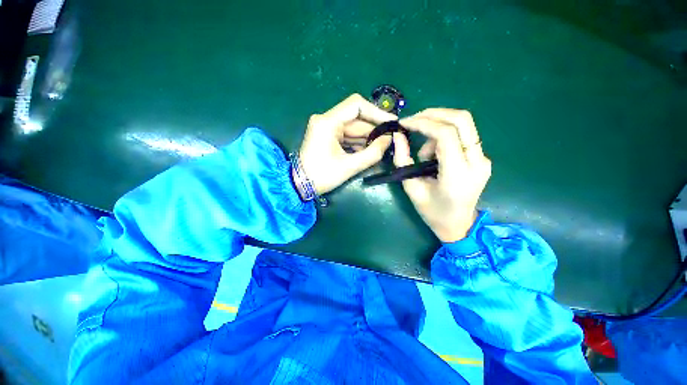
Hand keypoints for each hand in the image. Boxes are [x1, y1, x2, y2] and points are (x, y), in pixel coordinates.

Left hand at [299, 94, 396, 194]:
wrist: (300, 185)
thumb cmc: (321, 176)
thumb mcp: (349, 166)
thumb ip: (372, 153)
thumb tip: (389, 139)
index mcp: (328, 122)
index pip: (356, 105)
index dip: (376, 112)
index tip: (392, 122)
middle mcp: (326, 120)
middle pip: (356, 119)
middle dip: (374, 130)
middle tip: (391, 140)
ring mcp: (326, 128)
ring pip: (353, 128)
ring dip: (368, 138)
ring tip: (383, 147)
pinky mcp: (328, 136)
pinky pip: (347, 135)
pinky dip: (359, 143)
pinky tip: (369, 151)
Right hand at [393, 109, 491, 242]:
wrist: (459, 225)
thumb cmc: (432, 212)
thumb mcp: (412, 188)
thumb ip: (403, 160)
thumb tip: (398, 136)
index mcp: (458, 174)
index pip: (445, 134)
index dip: (423, 123)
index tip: (404, 123)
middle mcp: (477, 162)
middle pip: (462, 120)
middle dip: (434, 114)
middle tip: (413, 120)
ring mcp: (483, 158)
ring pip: (463, 124)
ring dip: (437, 129)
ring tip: (423, 153)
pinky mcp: (481, 157)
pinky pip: (462, 135)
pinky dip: (444, 136)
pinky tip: (434, 155)